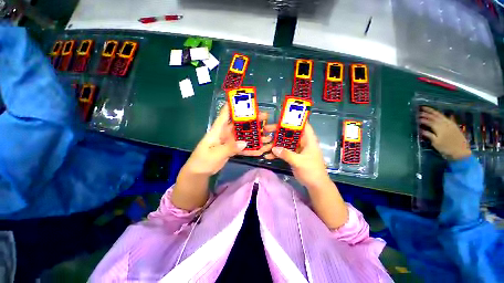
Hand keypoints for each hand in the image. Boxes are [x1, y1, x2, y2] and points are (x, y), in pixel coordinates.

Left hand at [183, 103, 274, 176]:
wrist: (199, 172)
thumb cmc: (203, 160)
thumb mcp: (215, 154)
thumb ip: (229, 148)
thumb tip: (244, 142)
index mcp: (218, 129)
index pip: (226, 113)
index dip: (234, 105)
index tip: (247, 100)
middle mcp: (225, 133)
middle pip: (240, 123)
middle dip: (252, 120)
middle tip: (265, 117)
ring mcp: (230, 141)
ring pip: (244, 135)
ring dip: (255, 135)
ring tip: (267, 135)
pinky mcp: (232, 148)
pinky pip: (243, 146)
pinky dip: (251, 148)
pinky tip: (260, 150)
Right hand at [266, 122, 347, 228]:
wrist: (315, 185)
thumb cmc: (312, 171)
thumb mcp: (299, 162)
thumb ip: (286, 154)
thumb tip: (273, 148)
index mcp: (308, 139)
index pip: (303, 125)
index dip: (294, 119)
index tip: (281, 117)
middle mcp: (302, 142)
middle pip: (290, 133)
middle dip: (278, 131)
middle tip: (266, 129)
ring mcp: (297, 149)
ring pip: (285, 142)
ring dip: (275, 143)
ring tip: (264, 142)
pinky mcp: (293, 156)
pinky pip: (284, 151)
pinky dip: (277, 153)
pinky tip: (268, 155)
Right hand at [419, 106, 471, 159]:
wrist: (461, 152)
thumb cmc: (446, 148)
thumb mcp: (436, 143)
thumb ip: (429, 135)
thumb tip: (421, 130)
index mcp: (439, 128)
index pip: (429, 121)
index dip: (422, 119)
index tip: (416, 118)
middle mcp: (445, 124)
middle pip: (435, 116)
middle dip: (427, 113)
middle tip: (420, 109)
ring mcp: (450, 124)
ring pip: (441, 116)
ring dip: (434, 112)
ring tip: (428, 109)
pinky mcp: (454, 126)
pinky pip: (448, 118)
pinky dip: (444, 115)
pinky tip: (443, 114)